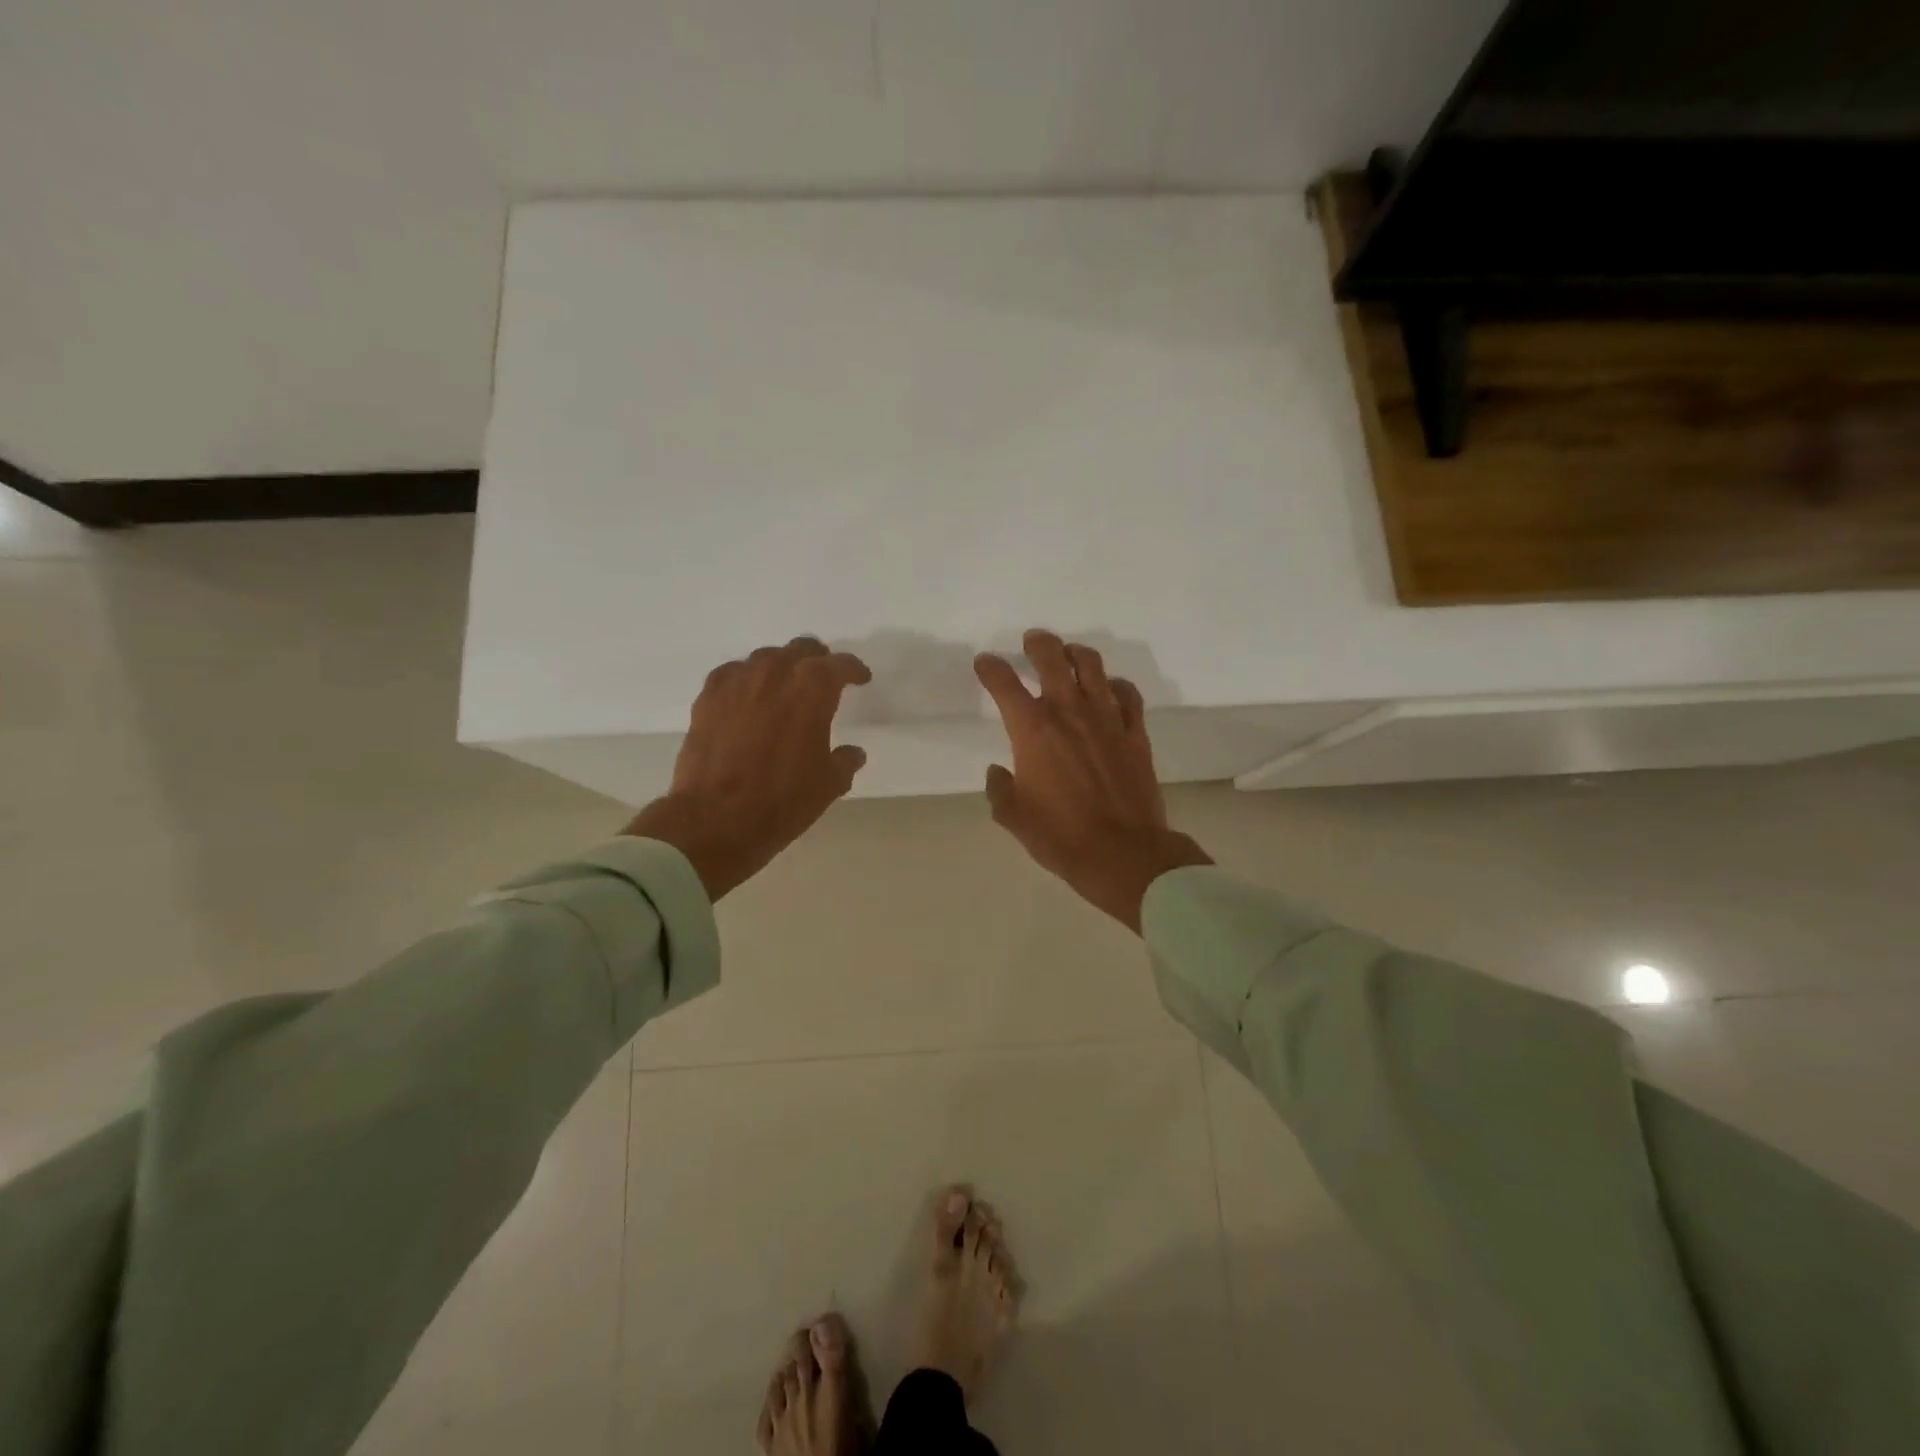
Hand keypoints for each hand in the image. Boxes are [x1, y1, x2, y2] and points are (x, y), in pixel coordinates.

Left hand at [624, 637, 870, 899]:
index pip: (841, 665)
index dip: (854, 670)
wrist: (716, 819)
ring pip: (766, 658)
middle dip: (817, 660)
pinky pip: (734, 674)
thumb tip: (852, 753)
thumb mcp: (829, 785)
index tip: (861, 679)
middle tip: (824, 679)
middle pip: (802, 649)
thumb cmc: (783, 800)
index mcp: (813, 688)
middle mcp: (775, 672)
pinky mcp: (708, 696)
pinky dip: (747, 680)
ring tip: (785, 688)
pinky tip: (749, 698)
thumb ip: (844, 761)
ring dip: (781, 667)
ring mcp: (738, 680)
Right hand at [975, 630, 1211, 932]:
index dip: (991, 668)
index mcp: (1033, 730)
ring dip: (1077, 654)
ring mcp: (1107, 719)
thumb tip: (997, 772)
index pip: (1004, 683)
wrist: (1123, 853)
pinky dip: (1116, 685)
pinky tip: (1110, 689)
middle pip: (1052, 659)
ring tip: (1069, 654)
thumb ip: (999, 789)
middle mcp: (1069, 712)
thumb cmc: (1060, 836)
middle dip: (1038, 644)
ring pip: (1093, 667)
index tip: (985, 663)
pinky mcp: (1136, 733)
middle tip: (1032, 641)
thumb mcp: (1013, 817)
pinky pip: (1128, 695)